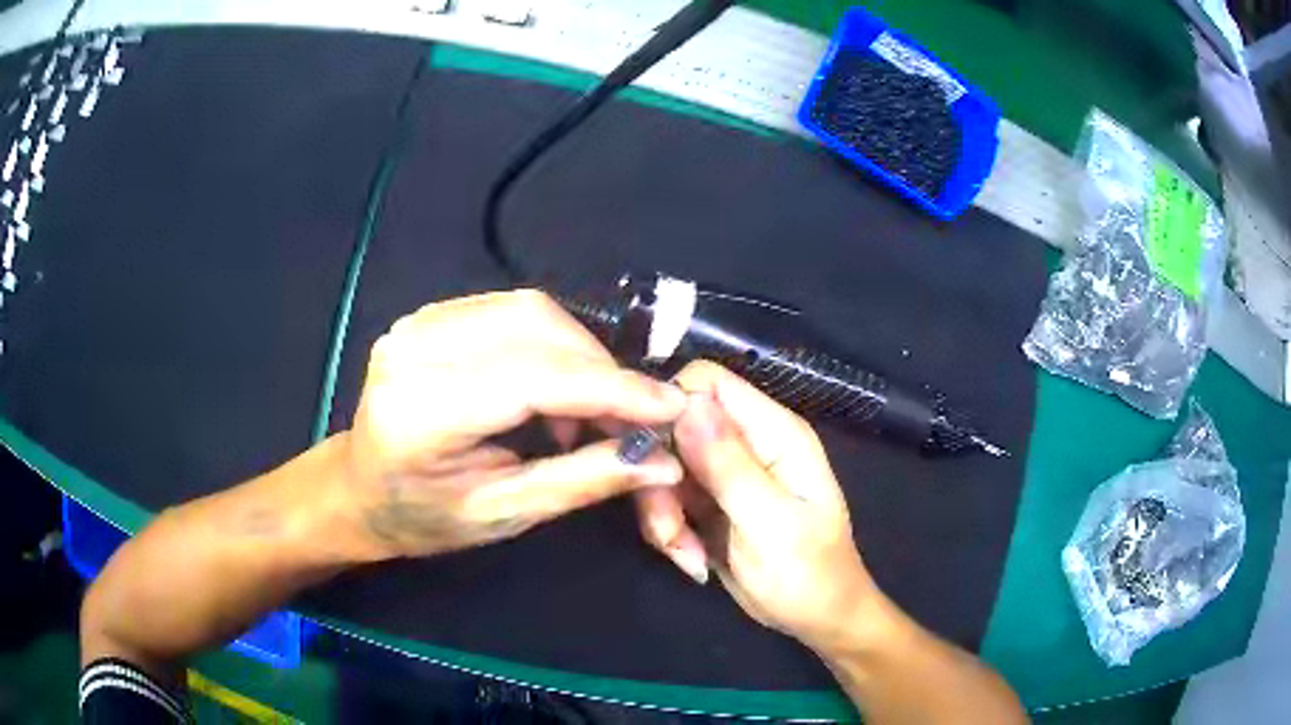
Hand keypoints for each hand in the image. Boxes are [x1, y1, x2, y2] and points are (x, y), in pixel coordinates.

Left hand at [337, 290, 686, 559]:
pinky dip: (553, 344)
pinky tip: (554, 388)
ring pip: (532, 310)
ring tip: (591, 411)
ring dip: (580, 355)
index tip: (673, 406)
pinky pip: (512, 310)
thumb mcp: (502, 514)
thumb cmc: (422, 519)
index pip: (533, 379)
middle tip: (634, 419)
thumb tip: (663, 462)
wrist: (358, 491)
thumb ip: (581, 481)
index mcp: (421, 412)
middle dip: (602, 370)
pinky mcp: (429, 314)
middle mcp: (414, 350)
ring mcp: (418, 322)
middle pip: (537, 328)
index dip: (612, 389)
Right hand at [637, 361, 876, 648]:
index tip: (651, 457)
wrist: (816, 618)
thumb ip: (728, 464)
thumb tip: (686, 402)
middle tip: (669, 530)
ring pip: (665, 466)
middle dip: (661, 479)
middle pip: (675, 428)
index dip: (669, 408)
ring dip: (663, 513)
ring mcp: (726, 472)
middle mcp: (748, 443)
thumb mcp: (769, 523)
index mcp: (774, 433)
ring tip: (685, 555)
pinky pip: (668, 498)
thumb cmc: (807, 573)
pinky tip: (691, 559)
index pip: (708, 382)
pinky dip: (670, 529)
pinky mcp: (709, 502)